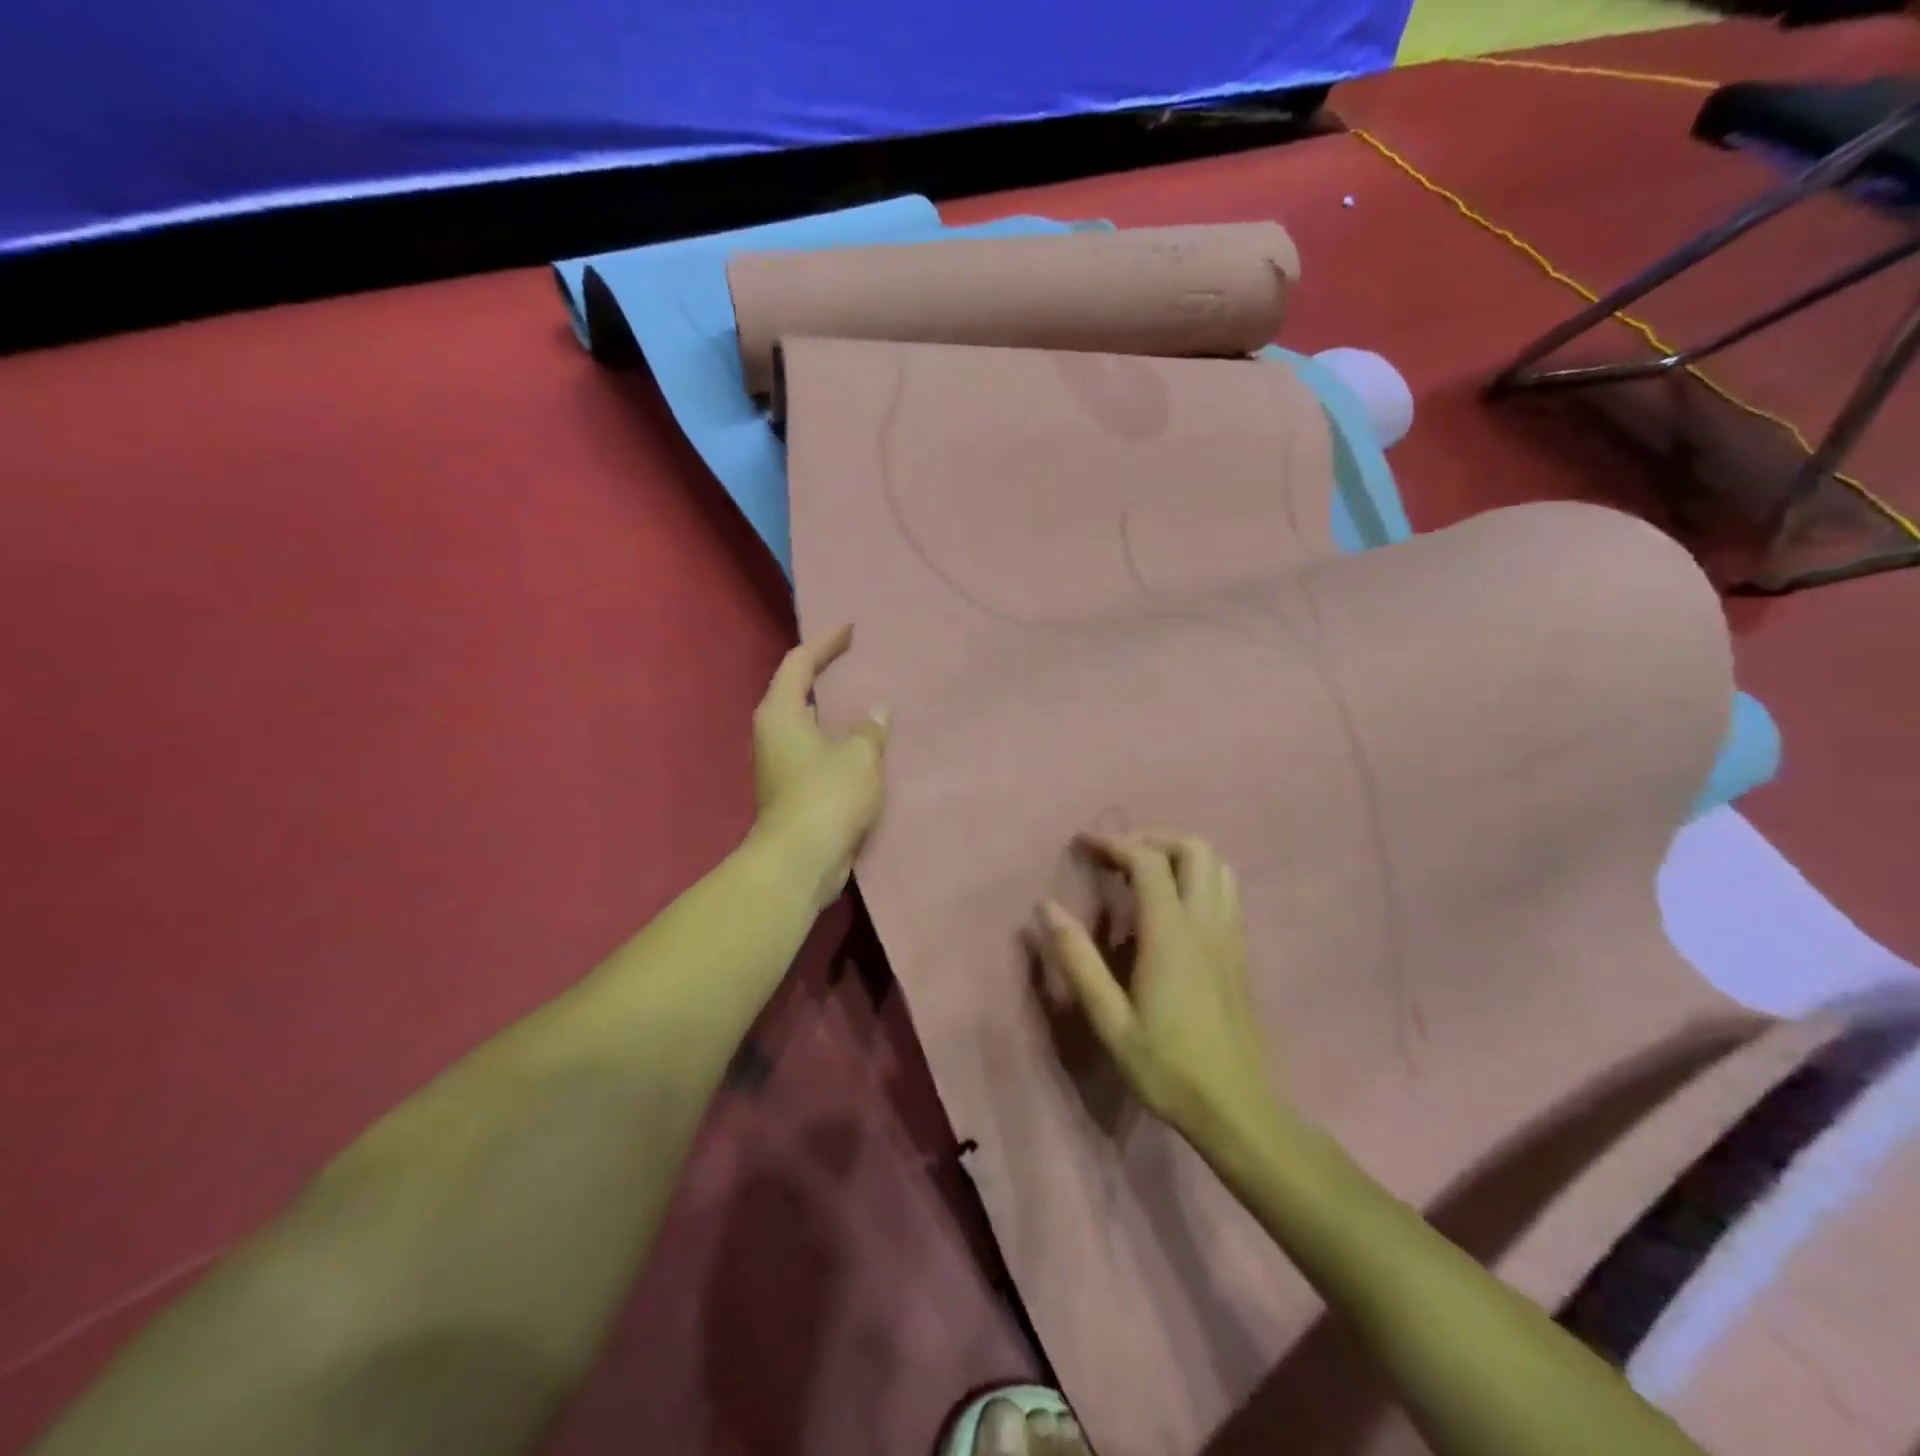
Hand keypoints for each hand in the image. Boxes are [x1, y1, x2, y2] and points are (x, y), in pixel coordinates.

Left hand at [750, 625, 889, 911]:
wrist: (799, 862)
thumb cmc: (826, 797)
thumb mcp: (860, 756)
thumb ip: (870, 729)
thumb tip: (877, 713)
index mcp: (780, 713)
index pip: (799, 663)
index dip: (825, 643)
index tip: (850, 630)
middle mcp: (772, 733)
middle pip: (797, 691)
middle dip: (825, 675)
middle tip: (857, 663)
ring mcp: (779, 765)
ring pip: (807, 725)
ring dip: (833, 713)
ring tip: (865, 702)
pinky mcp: (790, 791)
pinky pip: (816, 752)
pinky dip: (837, 742)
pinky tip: (863, 746)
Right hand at [1041, 832, 1276, 1142]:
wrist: (1238, 1109)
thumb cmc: (1167, 1067)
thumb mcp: (1109, 1020)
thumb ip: (1078, 960)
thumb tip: (1046, 907)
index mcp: (1171, 935)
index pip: (1148, 862)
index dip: (1114, 843)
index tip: (1083, 843)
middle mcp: (1207, 923)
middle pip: (1194, 849)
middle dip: (1153, 838)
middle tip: (1118, 856)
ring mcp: (1230, 936)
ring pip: (1218, 866)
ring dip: (1180, 855)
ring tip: (1146, 872)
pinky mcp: (1240, 952)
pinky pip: (1227, 891)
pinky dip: (1199, 877)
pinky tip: (1174, 905)